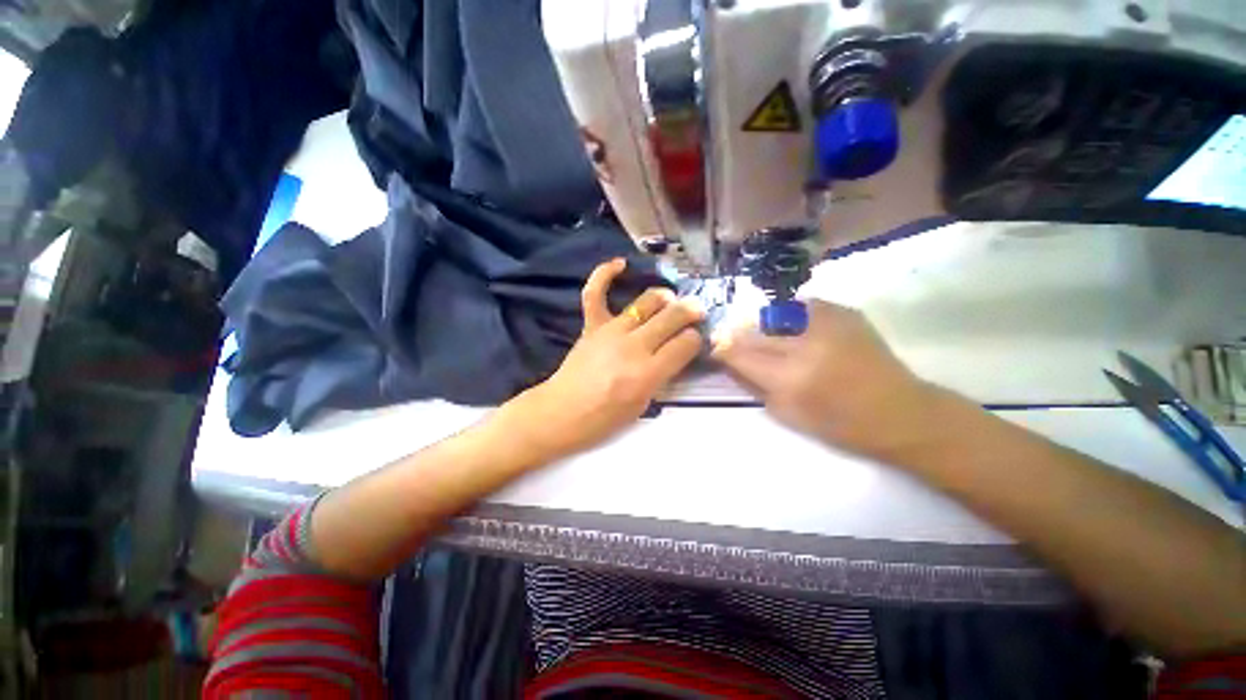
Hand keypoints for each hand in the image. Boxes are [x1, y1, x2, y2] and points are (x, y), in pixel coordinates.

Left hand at [509, 259, 704, 459]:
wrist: (562, 412)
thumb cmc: (604, 418)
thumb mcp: (643, 405)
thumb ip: (662, 376)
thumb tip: (676, 352)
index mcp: (648, 373)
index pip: (685, 344)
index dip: (695, 339)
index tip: (695, 340)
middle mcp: (633, 346)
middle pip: (671, 318)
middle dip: (690, 312)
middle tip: (697, 311)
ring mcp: (611, 331)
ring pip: (646, 302)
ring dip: (664, 297)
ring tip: (671, 299)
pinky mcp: (592, 325)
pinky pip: (596, 293)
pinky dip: (605, 275)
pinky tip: (620, 263)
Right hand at [713, 300, 939, 459]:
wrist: (901, 412)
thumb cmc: (840, 424)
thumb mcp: (787, 414)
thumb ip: (754, 385)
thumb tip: (732, 362)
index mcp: (790, 378)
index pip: (740, 354)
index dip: (723, 349)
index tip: (715, 347)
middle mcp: (805, 346)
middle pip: (754, 332)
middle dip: (738, 335)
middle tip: (731, 338)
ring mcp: (827, 324)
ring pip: (775, 315)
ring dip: (763, 324)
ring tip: (764, 333)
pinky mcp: (844, 313)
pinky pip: (804, 307)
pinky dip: (792, 316)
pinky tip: (795, 327)